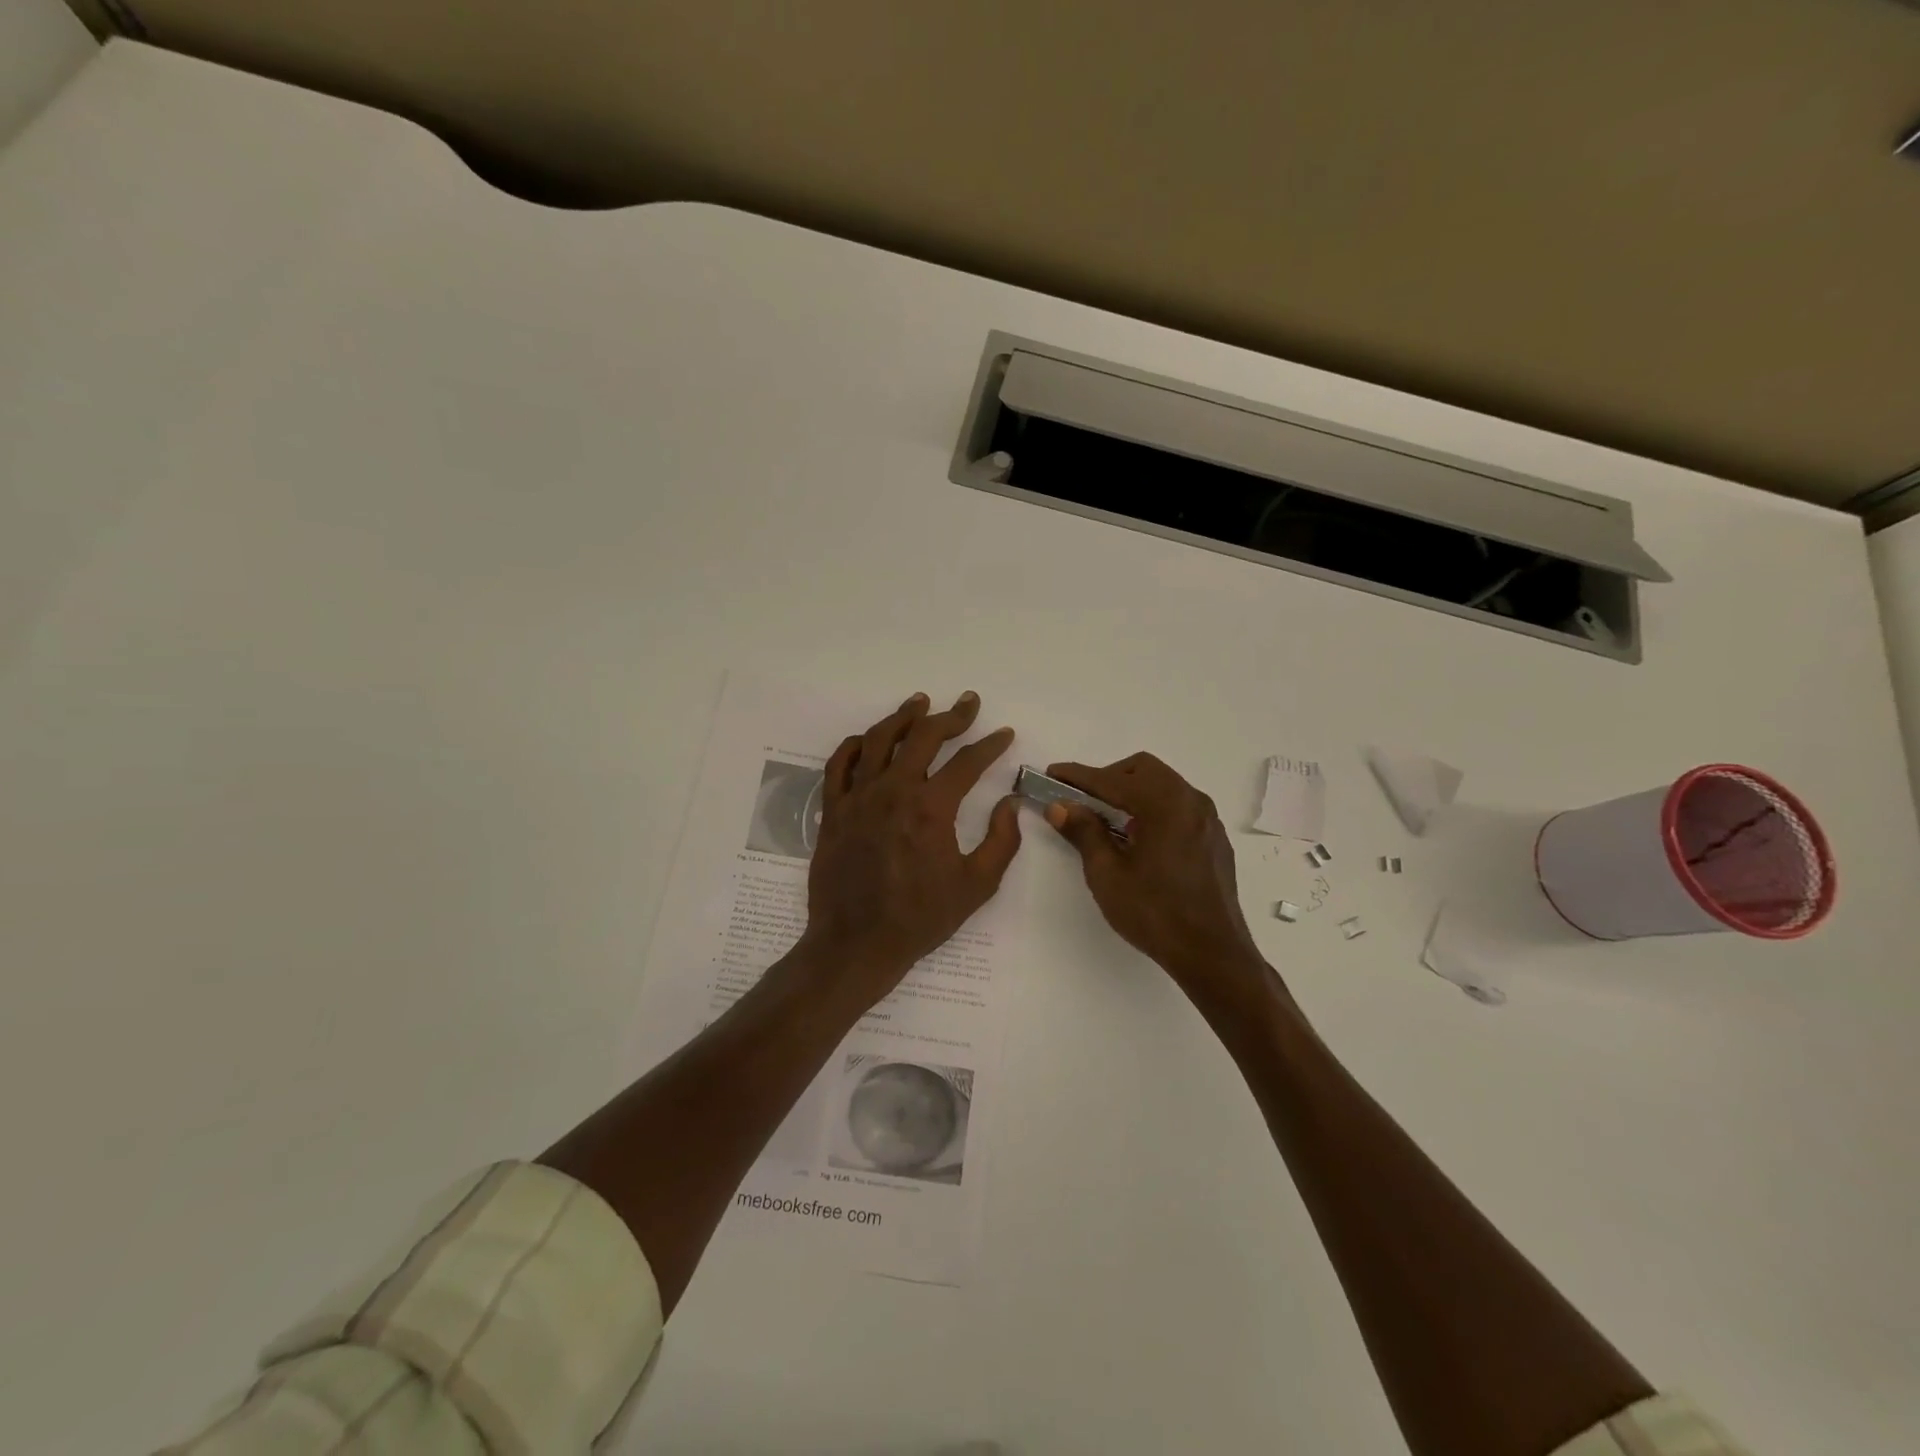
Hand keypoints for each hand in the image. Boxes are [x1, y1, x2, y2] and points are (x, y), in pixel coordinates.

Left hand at [801, 691, 1022, 1003]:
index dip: (990, 745)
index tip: (1003, 733)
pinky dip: (854, 745)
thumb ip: (1002, 841)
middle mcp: (893, 791)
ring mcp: (858, 798)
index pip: (967, 762)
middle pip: (923, 737)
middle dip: (950, 716)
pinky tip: (867, 740)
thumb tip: (1011, 803)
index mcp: (931, 808)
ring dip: (902, 717)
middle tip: (967, 703)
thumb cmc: (920, 918)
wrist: (857, 943)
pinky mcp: (833, 810)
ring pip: (878, 740)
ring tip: (919, 702)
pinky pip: (838, 765)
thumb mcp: (977, 886)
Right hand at [1046, 753, 1272, 1002]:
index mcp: (1164, 804)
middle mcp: (1191, 801)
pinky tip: (1140, 840)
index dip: (1078, 776)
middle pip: (1143, 770)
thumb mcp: (1107, 874)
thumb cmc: (1155, 913)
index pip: (1112, 779)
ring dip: (1133, 792)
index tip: (1052, 774)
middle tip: (1082, 802)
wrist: (1212, 954)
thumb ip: (1084, 832)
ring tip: (1109, 822)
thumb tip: (1060, 806)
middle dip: (1109, 778)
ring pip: (1164, 785)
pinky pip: (1179, 807)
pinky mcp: (1214, 838)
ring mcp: (1208, 819)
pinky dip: (1154, 808)